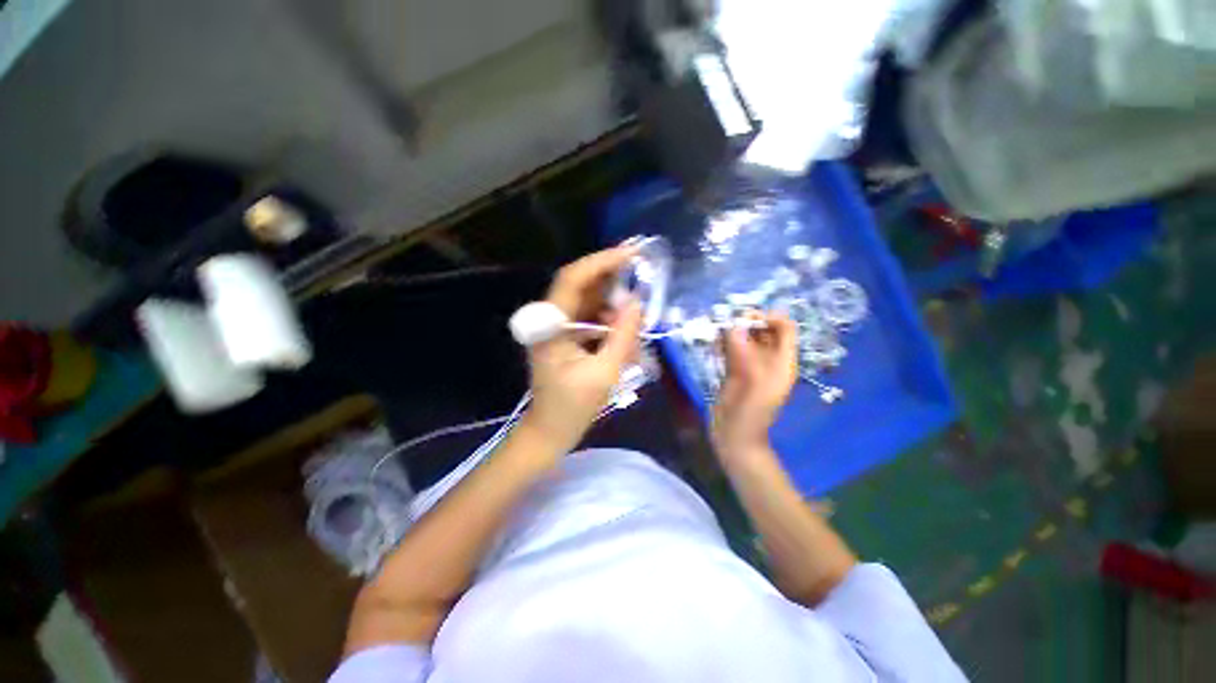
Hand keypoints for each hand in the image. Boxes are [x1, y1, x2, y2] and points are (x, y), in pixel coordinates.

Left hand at [521, 246, 643, 453]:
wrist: (550, 432)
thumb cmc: (572, 408)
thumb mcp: (604, 373)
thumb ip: (622, 336)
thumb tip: (638, 302)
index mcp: (550, 325)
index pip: (573, 279)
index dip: (602, 262)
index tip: (632, 254)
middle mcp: (550, 320)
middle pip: (581, 285)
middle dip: (612, 279)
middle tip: (642, 276)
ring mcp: (557, 328)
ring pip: (588, 302)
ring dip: (613, 304)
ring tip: (636, 316)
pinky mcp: (566, 338)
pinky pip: (590, 319)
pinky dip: (609, 321)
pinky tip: (625, 334)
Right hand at [712, 312, 798, 459]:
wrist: (735, 438)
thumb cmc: (750, 413)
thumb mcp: (750, 381)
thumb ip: (742, 352)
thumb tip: (732, 326)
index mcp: (782, 362)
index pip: (785, 329)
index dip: (770, 318)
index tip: (746, 319)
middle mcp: (768, 360)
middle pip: (764, 331)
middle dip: (747, 322)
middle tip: (726, 322)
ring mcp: (750, 366)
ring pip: (745, 339)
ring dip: (732, 331)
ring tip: (717, 330)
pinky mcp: (734, 371)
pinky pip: (731, 350)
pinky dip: (723, 342)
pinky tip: (713, 342)